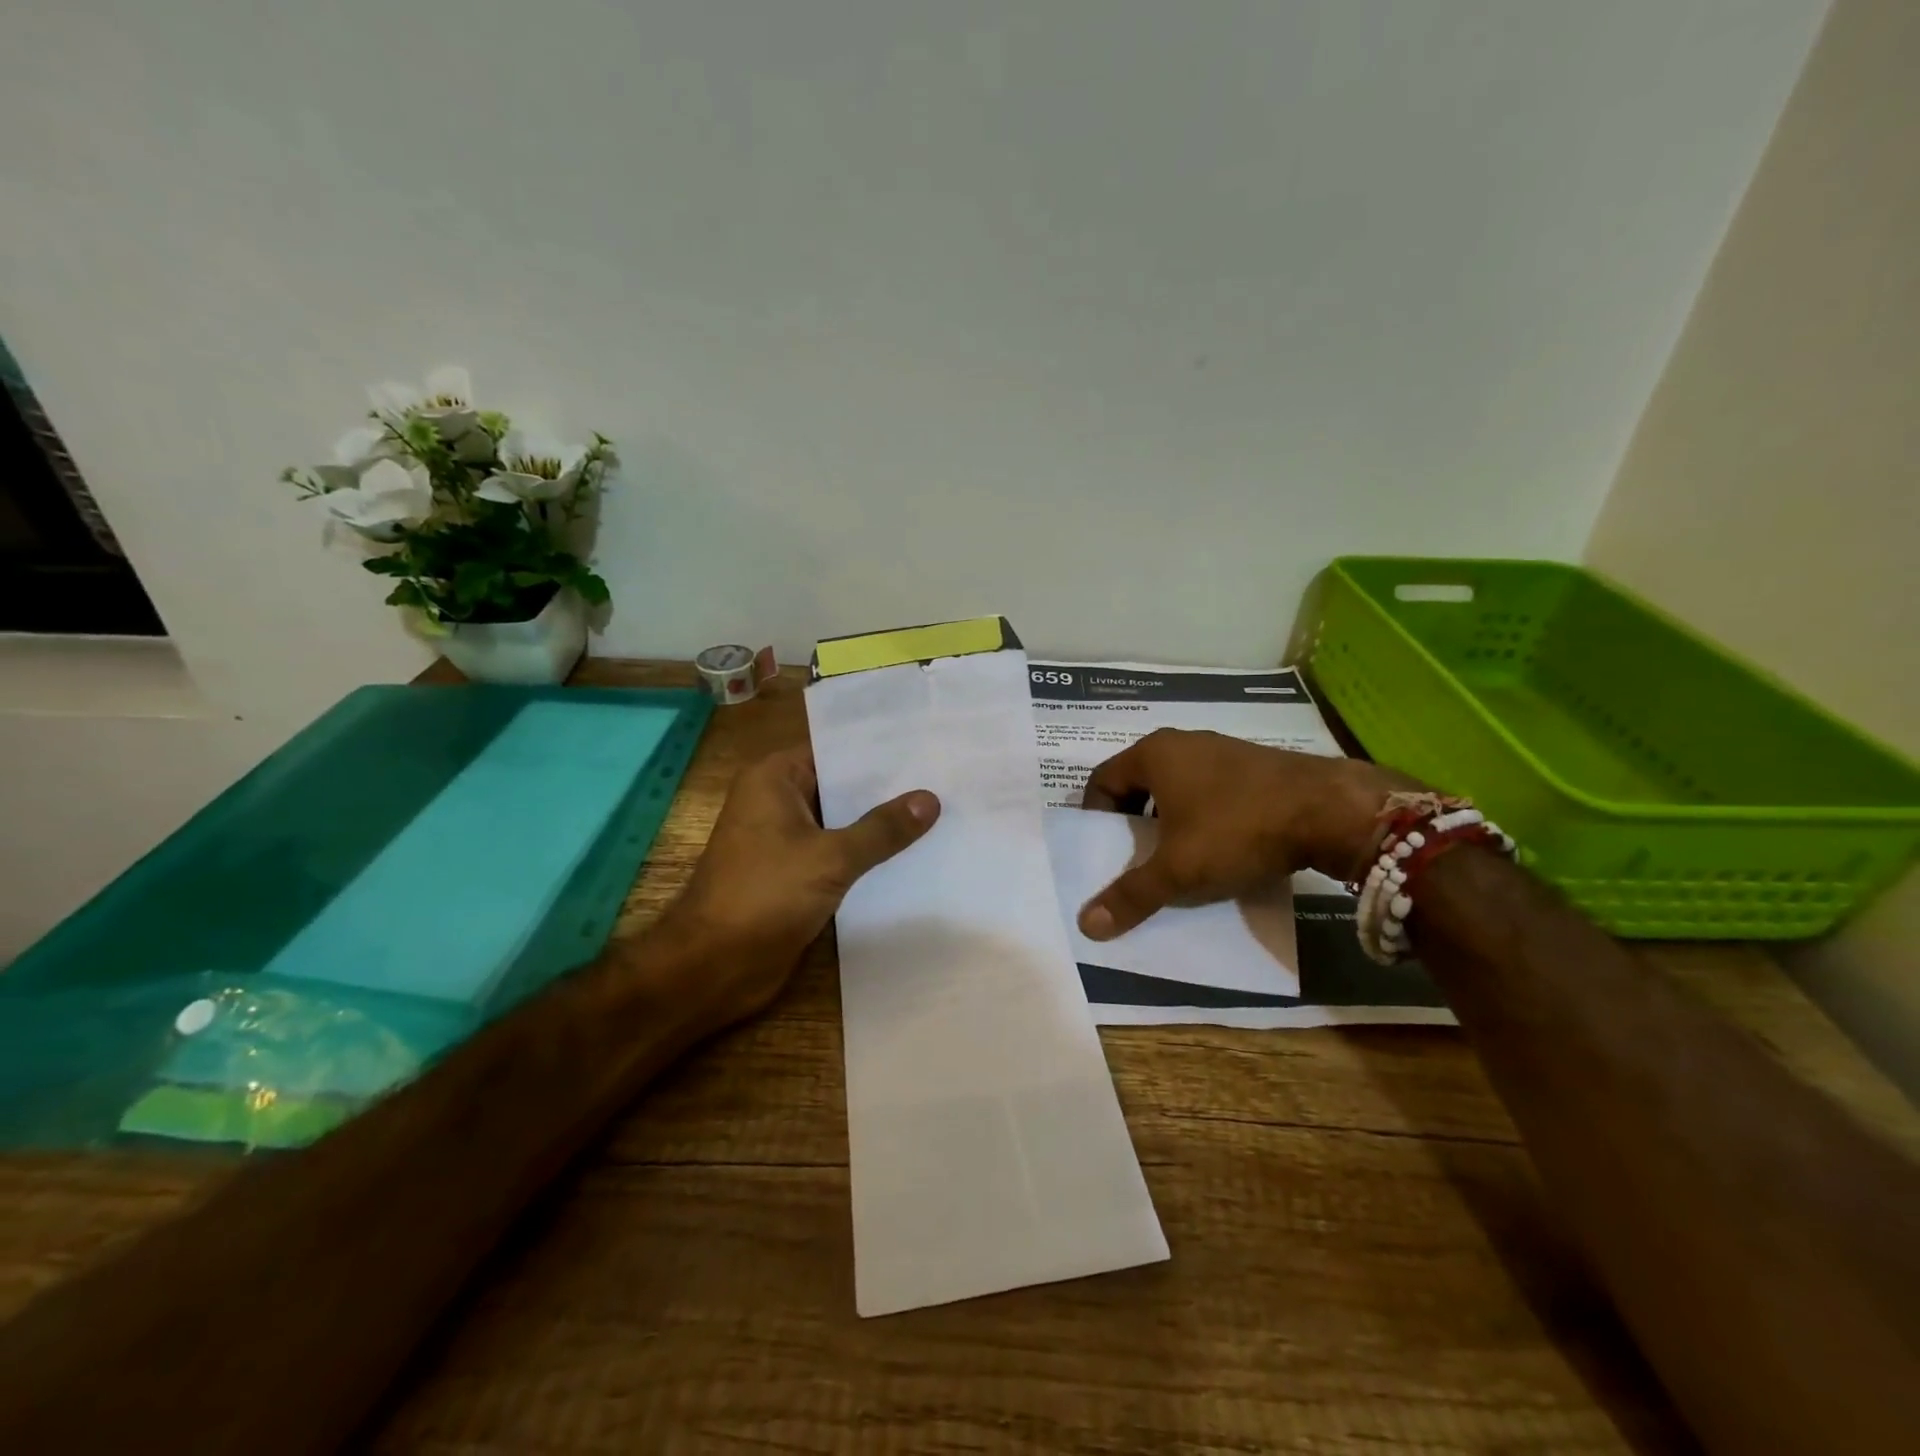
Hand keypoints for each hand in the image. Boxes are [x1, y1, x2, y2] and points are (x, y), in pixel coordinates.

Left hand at [658, 746, 938, 1024]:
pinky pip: (838, 853)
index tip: (927, 743)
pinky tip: (913, 852)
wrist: (714, 966)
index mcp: (774, 779)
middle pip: (841, 785)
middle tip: (945, 775)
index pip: (835, 750)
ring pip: (843, 822)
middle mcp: (778, 800)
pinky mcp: (794, 874)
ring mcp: (785, 839)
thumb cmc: (764, 895)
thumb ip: (882, 829)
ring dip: (881, 823)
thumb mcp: (831, 857)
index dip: (880, 749)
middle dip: (888, 787)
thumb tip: (930, 799)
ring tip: (941, 808)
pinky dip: (868, 853)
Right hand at [1076, 729, 1408, 940]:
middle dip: (1132, 823)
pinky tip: (1219, 847)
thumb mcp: (1179, 870)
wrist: (1331, 810)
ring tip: (1177, 859)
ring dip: (1168, 821)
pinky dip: (1202, 816)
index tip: (1104, 853)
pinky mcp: (1253, 765)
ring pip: (1176, 787)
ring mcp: (1221, 750)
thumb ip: (1132, 895)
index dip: (1095, 818)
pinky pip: (1210, 789)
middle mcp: (1183, 743)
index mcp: (1153, 754)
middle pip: (1138, 783)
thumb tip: (1087, 924)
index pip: (1101, 781)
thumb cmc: (1237, 830)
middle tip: (1136, 861)